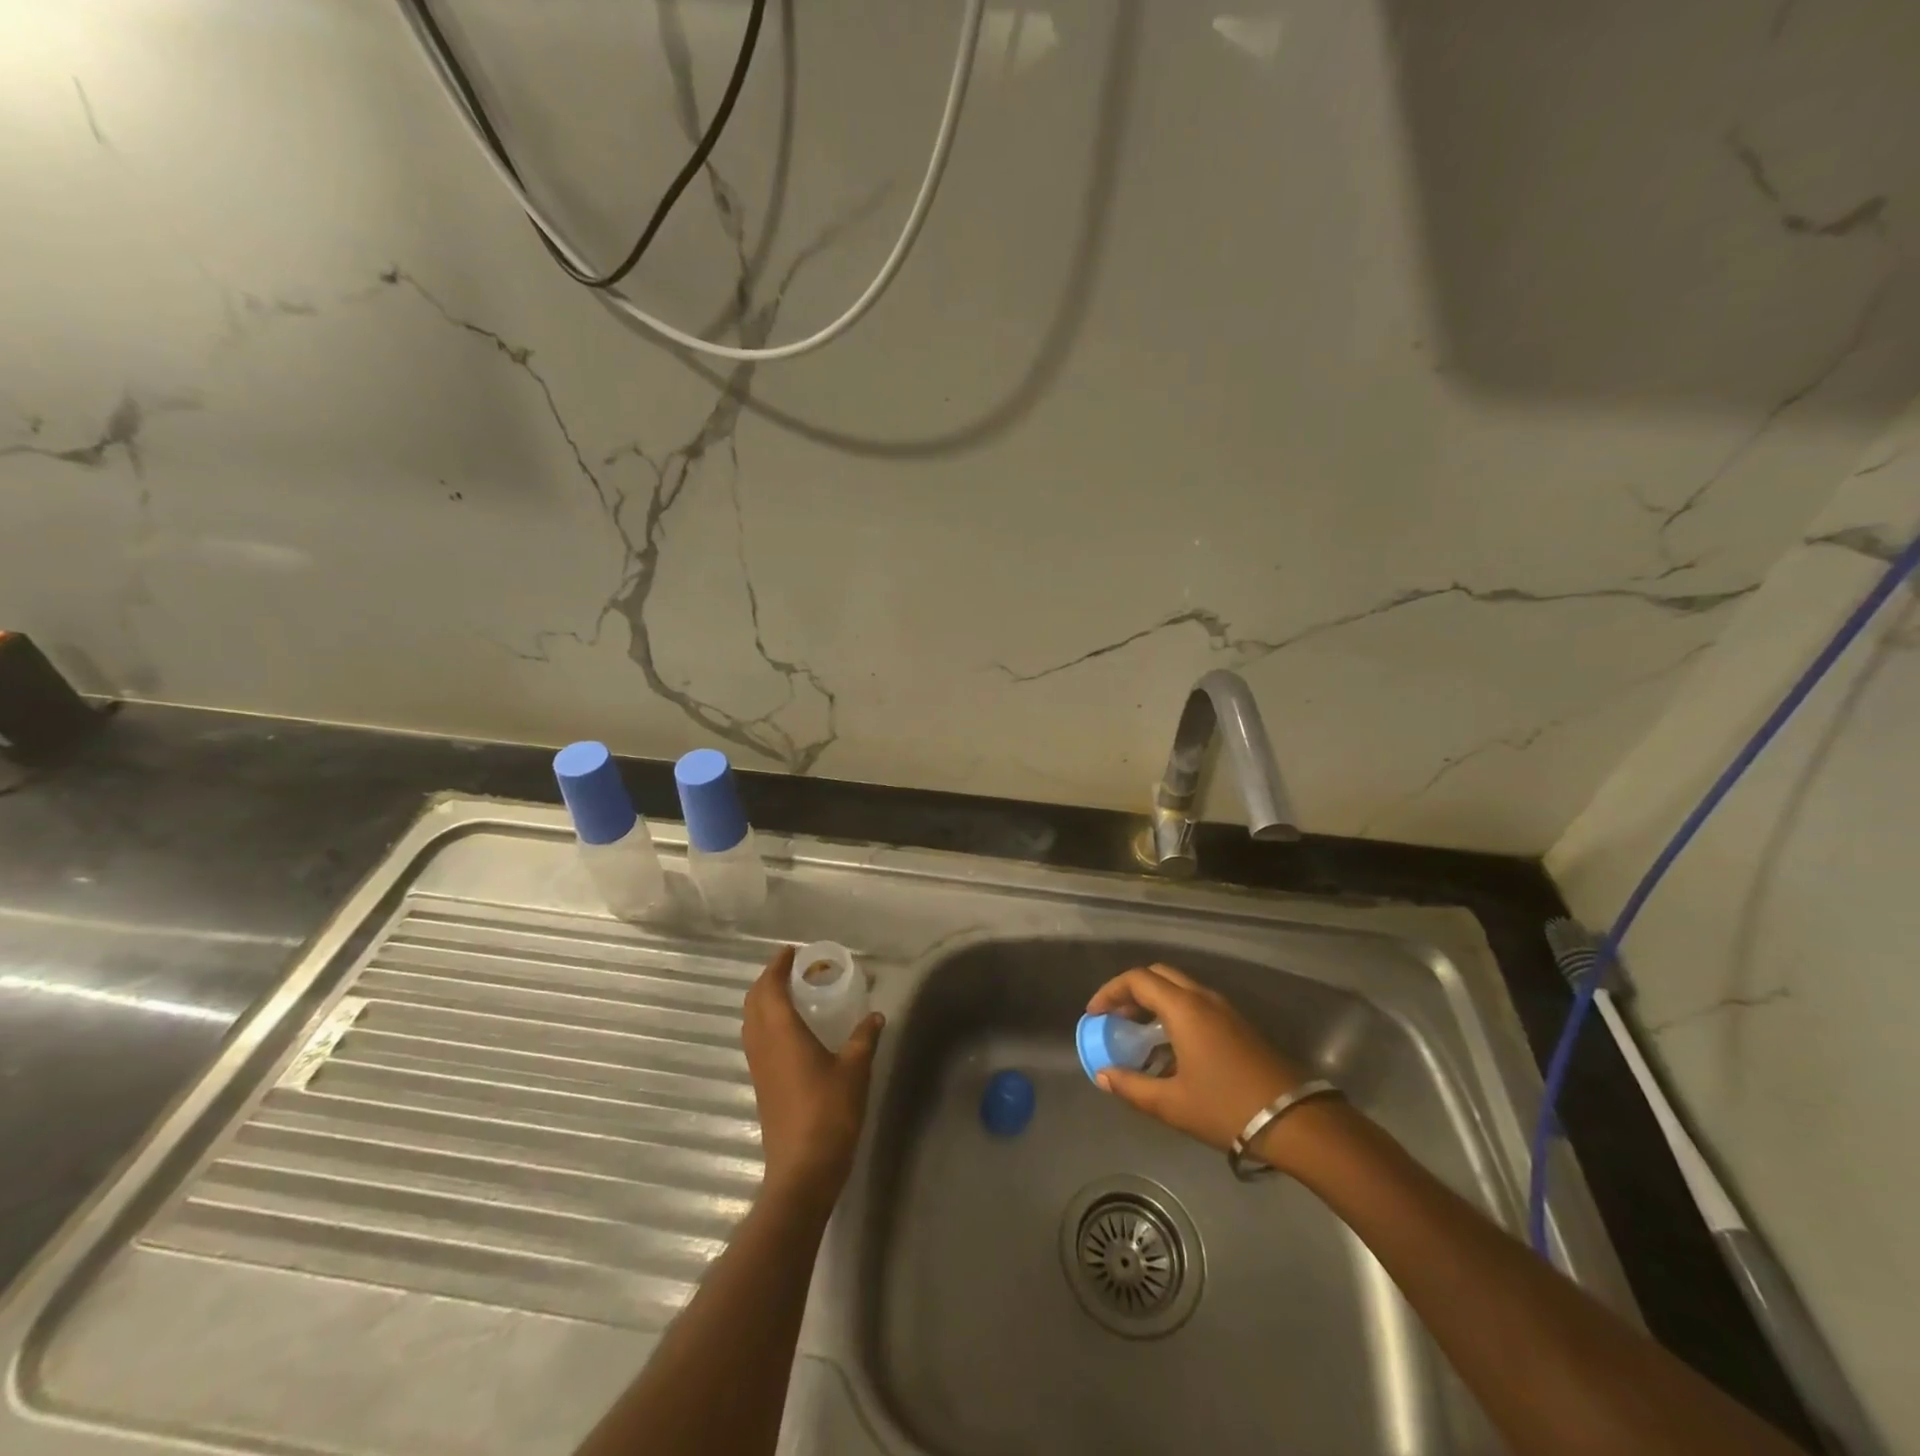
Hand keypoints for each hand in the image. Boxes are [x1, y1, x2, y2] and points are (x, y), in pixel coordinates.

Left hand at [742, 945, 884, 1209]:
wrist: (803, 1169)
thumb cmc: (829, 1113)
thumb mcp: (855, 1070)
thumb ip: (864, 1038)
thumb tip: (876, 1015)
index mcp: (782, 1033)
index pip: (771, 988)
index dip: (778, 966)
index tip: (792, 951)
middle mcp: (763, 1045)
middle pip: (753, 1002)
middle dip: (767, 979)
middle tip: (790, 968)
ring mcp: (758, 1067)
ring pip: (750, 1021)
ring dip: (763, 1001)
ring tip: (789, 993)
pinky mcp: (761, 1085)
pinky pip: (755, 1040)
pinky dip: (765, 1022)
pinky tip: (789, 1030)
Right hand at [1087, 963, 1305, 1152]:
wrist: (1295, 1121)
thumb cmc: (1226, 1108)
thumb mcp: (1172, 1104)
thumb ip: (1131, 1086)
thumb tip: (1102, 1075)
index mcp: (1184, 1008)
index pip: (1138, 980)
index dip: (1110, 991)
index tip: (1094, 1014)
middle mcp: (1203, 998)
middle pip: (1158, 975)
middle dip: (1131, 991)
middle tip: (1114, 1017)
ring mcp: (1224, 1010)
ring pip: (1179, 988)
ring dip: (1153, 1001)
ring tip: (1136, 1032)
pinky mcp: (1238, 1024)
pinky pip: (1195, 1003)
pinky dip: (1173, 1011)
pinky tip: (1169, 1046)